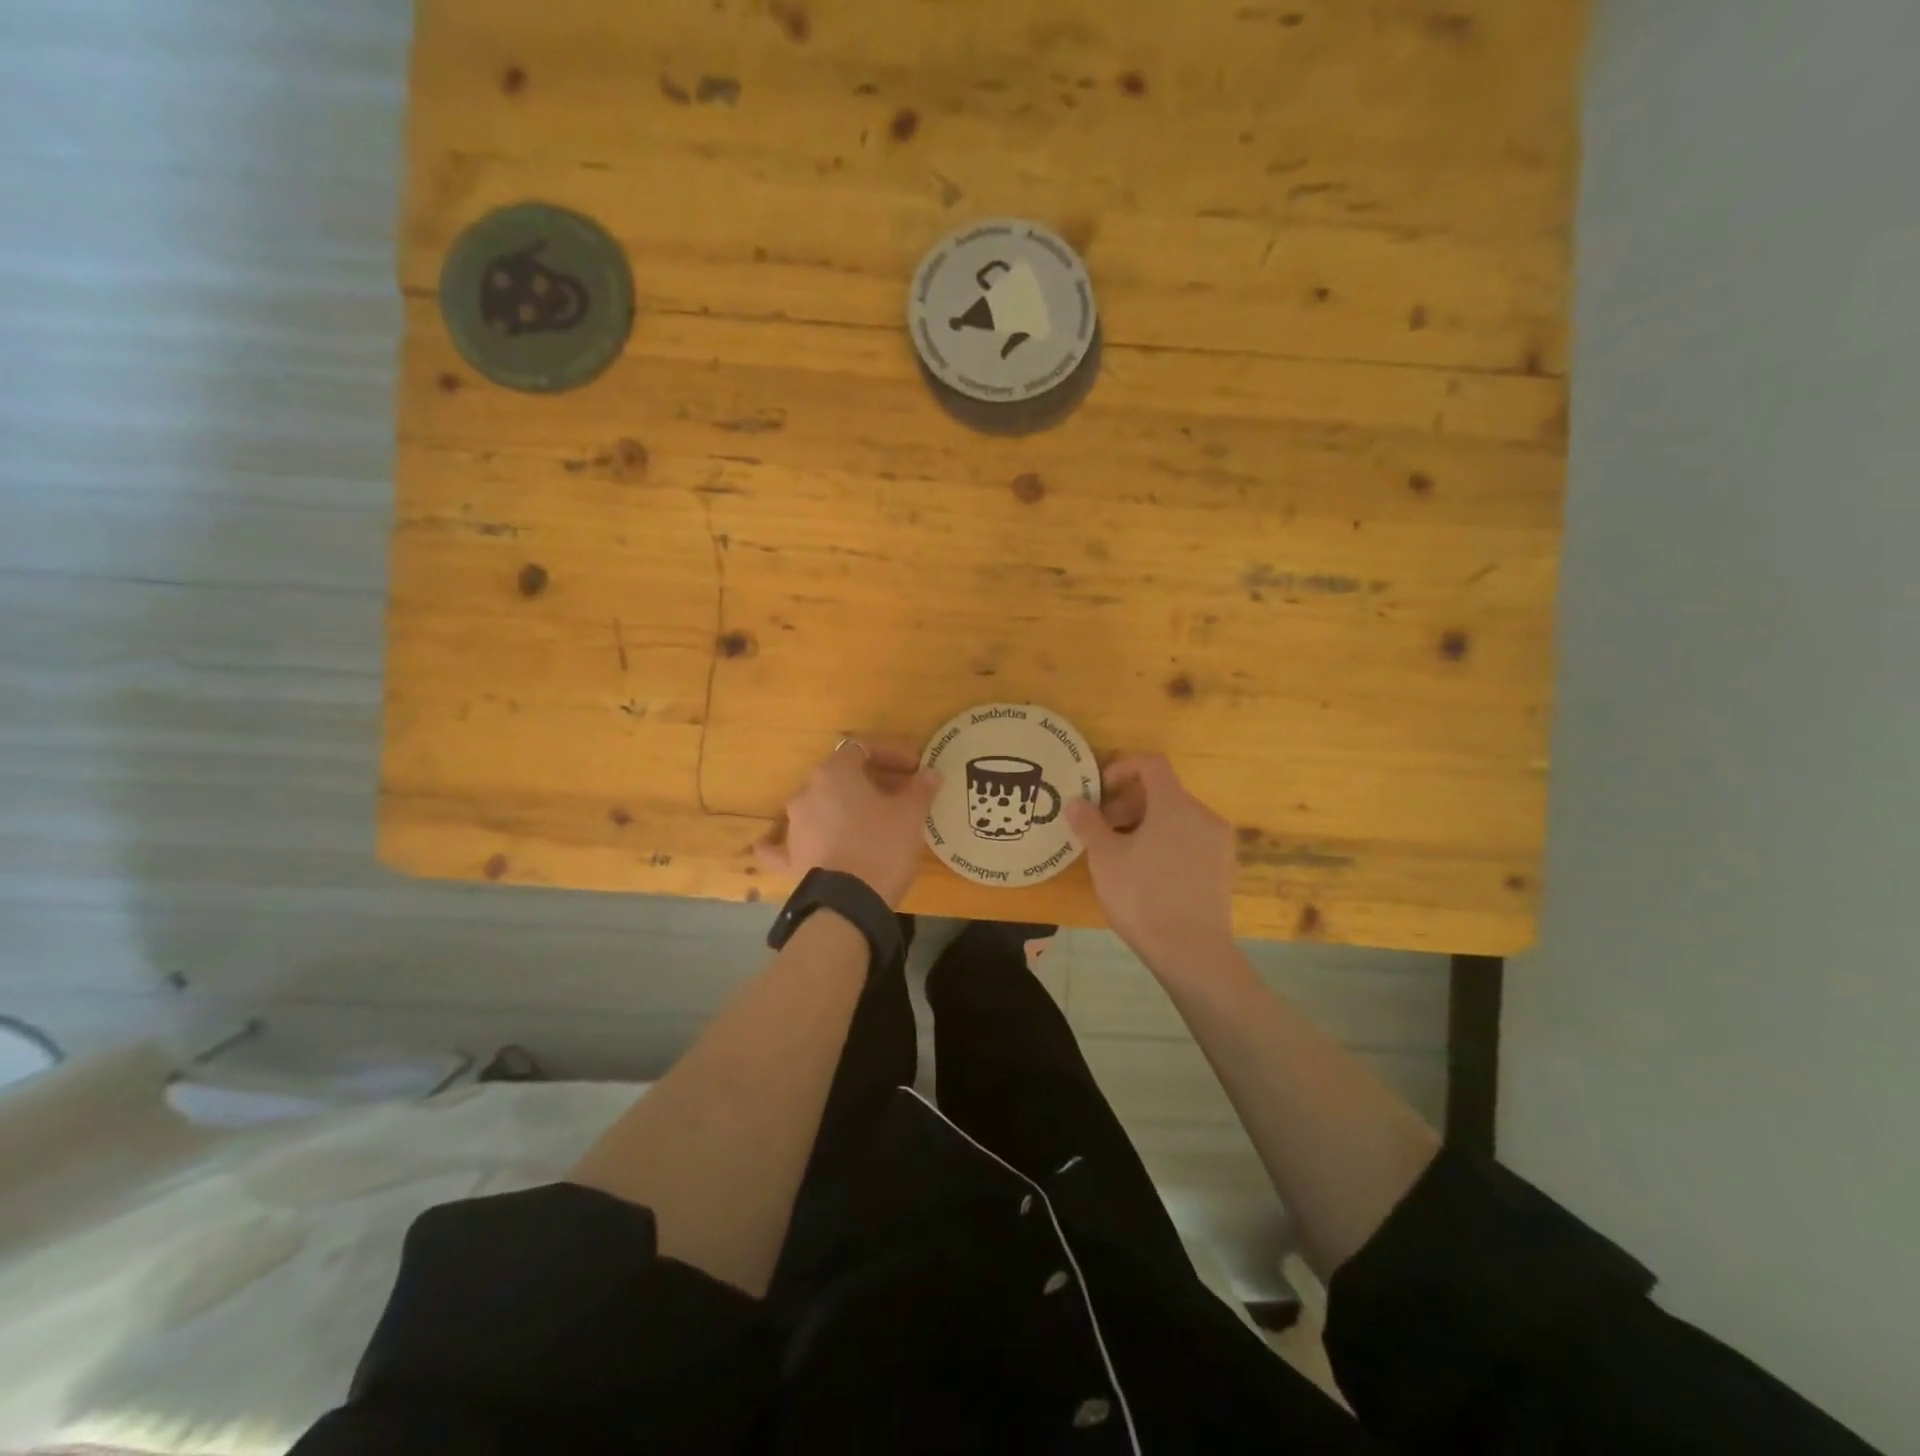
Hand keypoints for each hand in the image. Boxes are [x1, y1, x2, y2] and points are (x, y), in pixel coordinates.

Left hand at [757, 738, 940, 907]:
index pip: (862, 749)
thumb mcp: (910, 815)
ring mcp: (793, 827)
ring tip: (870, 821)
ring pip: (818, 806)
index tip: (914, 769)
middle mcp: (807, 793)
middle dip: (870, 781)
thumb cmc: (882, 846)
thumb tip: (931, 773)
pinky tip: (784, 843)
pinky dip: (787, 841)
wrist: (850, 903)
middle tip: (900, 794)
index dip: (890, 754)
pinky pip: (781, 845)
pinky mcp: (789, 859)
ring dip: (843, 807)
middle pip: (840, 776)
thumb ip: (920, 788)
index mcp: (834, 774)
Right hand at [1065, 755, 1236, 973]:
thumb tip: (1075, 802)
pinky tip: (1146, 873)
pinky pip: (1190, 841)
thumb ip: (1089, 824)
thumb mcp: (1105, 858)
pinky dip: (1166, 843)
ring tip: (1120, 853)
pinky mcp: (1223, 869)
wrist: (1192, 952)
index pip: (1151, 764)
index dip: (1122, 768)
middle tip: (1102, 828)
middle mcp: (1203, 815)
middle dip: (1128, 803)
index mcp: (1175, 804)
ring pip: (1177, 818)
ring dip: (1145, 824)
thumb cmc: (1143, 896)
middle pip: (1163, 792)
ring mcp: (1218, 843)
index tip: (1100, 791)